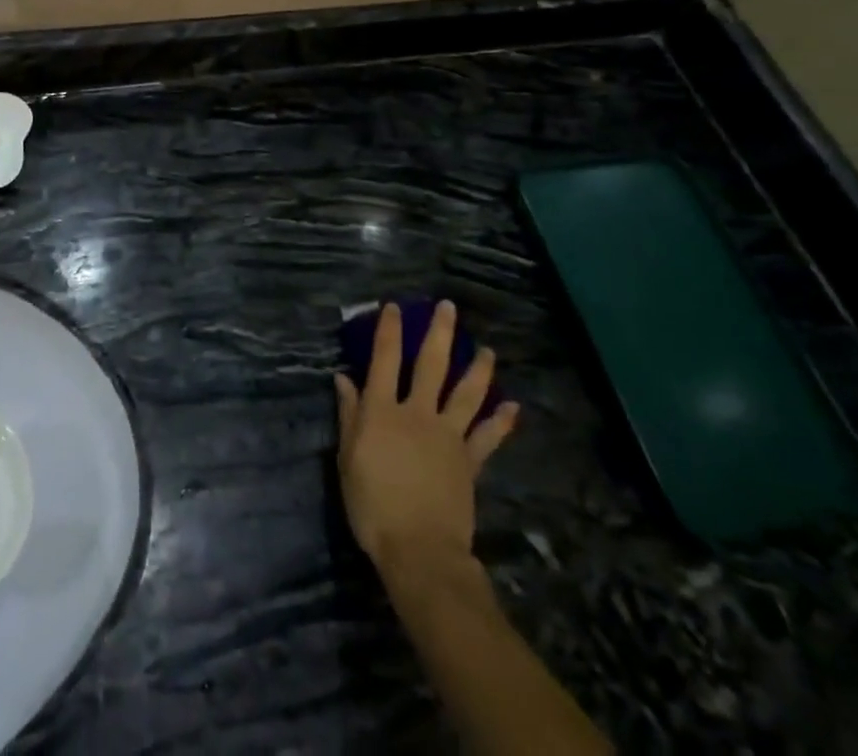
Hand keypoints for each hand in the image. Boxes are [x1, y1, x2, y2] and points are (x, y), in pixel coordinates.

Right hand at [334, 301, 519, 569]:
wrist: (420, 550)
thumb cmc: (373, 506)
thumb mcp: (347, 460)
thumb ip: (349, 416)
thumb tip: (343, 379)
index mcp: (382, 411)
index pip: (385, 359)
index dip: (389, 330)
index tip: (395, 307)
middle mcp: (417, 413)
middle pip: (431, 365)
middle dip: (439, 333)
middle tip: (448, 307)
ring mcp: (448, 436)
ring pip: (466, 393)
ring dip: (478, 369)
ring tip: (487, 350)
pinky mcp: (469, 462)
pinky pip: (487, 437)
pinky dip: (501, 421)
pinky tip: (513, 406)